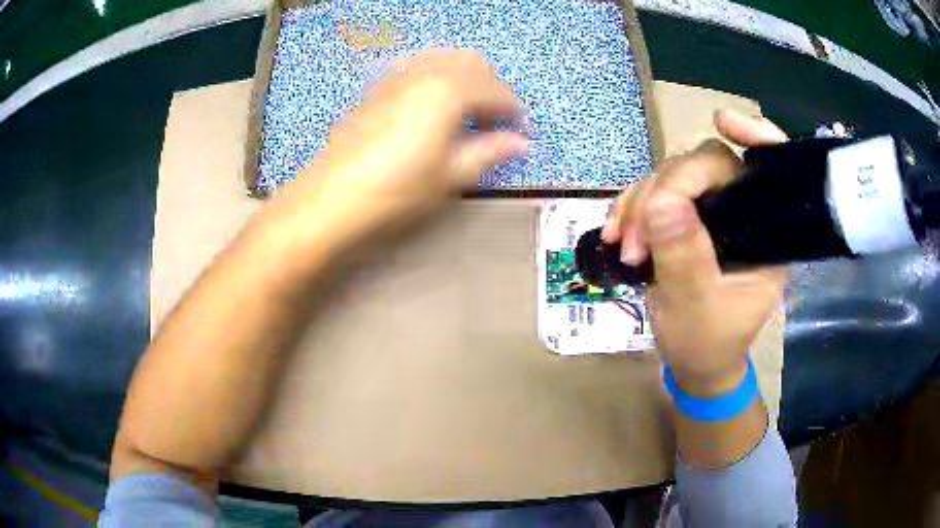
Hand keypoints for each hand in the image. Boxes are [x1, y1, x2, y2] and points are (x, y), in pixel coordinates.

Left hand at [272, 49, 527, 250]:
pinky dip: (434, 74)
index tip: (521, 129)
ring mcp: (397, 76)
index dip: (513, 110)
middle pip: (472, 64)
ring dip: (464, 76)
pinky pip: (416, 66)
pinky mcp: (378, 87)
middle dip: (491, 86)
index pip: (495, 91)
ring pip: (443, 58)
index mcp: (449, 91)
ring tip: (467, 107)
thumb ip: (489, 152)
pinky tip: (431, 99)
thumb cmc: (396, 189)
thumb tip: (521, 144)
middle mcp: (424, 73)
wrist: (332, 197)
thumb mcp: (450, 175)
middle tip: (495, 118)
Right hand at [602, 109, 788, 395]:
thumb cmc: (707, 344)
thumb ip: (684, 257)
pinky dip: (630, 209)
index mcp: (764, 234)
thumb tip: (662, 202)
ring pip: (673, 178)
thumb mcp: (695, 308)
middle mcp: (742, 213)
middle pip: (706, 166)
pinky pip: (654, 195)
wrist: (693, 364)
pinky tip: (614, 233)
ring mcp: (712, 214)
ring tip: (622, 245)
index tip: (722, 122)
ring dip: (640, 203)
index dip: (753, 136)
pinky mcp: (685, 220)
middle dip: (664, 191)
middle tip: (635, 239)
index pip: (764, 170)